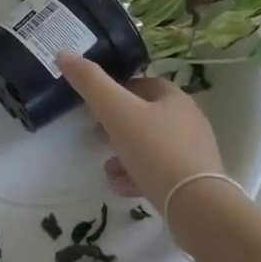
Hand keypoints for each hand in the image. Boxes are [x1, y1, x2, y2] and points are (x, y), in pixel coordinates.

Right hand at [57, 52, 224, 201]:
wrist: (197, 208)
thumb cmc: (155, 150)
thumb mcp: (116, 111)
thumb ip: (89, 82)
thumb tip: (63, 53)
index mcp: (174, 97)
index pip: (140, 84)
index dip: (114, 92)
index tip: (94, 108)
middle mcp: (187, 121)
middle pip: (143, 117)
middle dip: (116, 128)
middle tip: (98, 139)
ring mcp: (193, 153)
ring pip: (149, 147)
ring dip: (124, 156)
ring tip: (110, 170)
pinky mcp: (193, 183)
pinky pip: (159, 172)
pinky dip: (138, 176)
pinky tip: (125, 188)